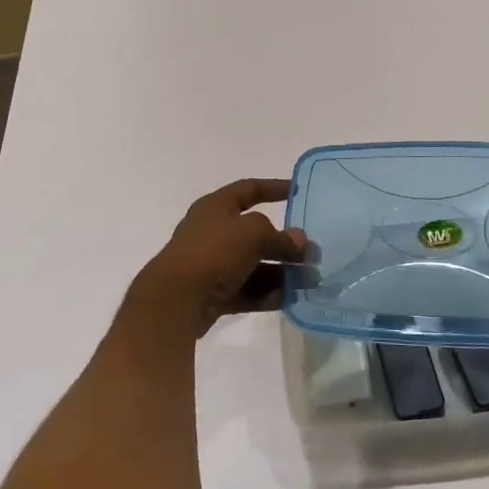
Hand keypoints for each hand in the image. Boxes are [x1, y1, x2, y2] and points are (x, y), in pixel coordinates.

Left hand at [127, 178, 307, 341]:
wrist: (175, 300)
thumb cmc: (213, 252)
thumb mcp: (253, 234)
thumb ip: (281, 237)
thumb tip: (299, 242)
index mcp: (216, 207)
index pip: (249, 189)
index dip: (273, 187)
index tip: (297, 191)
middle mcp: (213, 232)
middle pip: (255, 233)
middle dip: (285, 244)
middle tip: (313, 254)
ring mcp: (211, 265)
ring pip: (254, 265)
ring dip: (282, 272)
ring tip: (310, 282)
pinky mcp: (212, 294)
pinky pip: (246, 290)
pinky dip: (267, 293)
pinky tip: (289, 298)